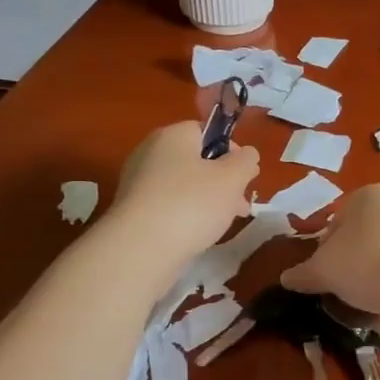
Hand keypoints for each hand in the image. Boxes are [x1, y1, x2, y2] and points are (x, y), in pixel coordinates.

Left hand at [106, 122, 259, 268]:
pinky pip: (168, 205)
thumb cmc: (192, 203)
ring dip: (208, 200)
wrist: (141, 248)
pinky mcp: (133, 210)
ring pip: (184, 185)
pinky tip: (197, 234)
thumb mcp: (232, 178)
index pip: (207, 132)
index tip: (245, 176)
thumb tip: (246, 155)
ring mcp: (138, 182)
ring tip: (223, 224)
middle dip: (223, 182)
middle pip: (196, 160)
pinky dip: (186, 215)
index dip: (231, 151)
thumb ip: (245, 161)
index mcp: (173, 135)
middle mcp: (150, 152)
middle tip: (240, 206)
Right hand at [280, 185, 379, 322]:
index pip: (336, 219)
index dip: (325, 248)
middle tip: (349, 284)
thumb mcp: (324, 271)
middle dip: (356, 255)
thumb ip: (303, 273)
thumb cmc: (367, 266)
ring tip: (375, 295)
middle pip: (367, 230)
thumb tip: (286, 278)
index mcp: (368, 194)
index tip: (326, 273)